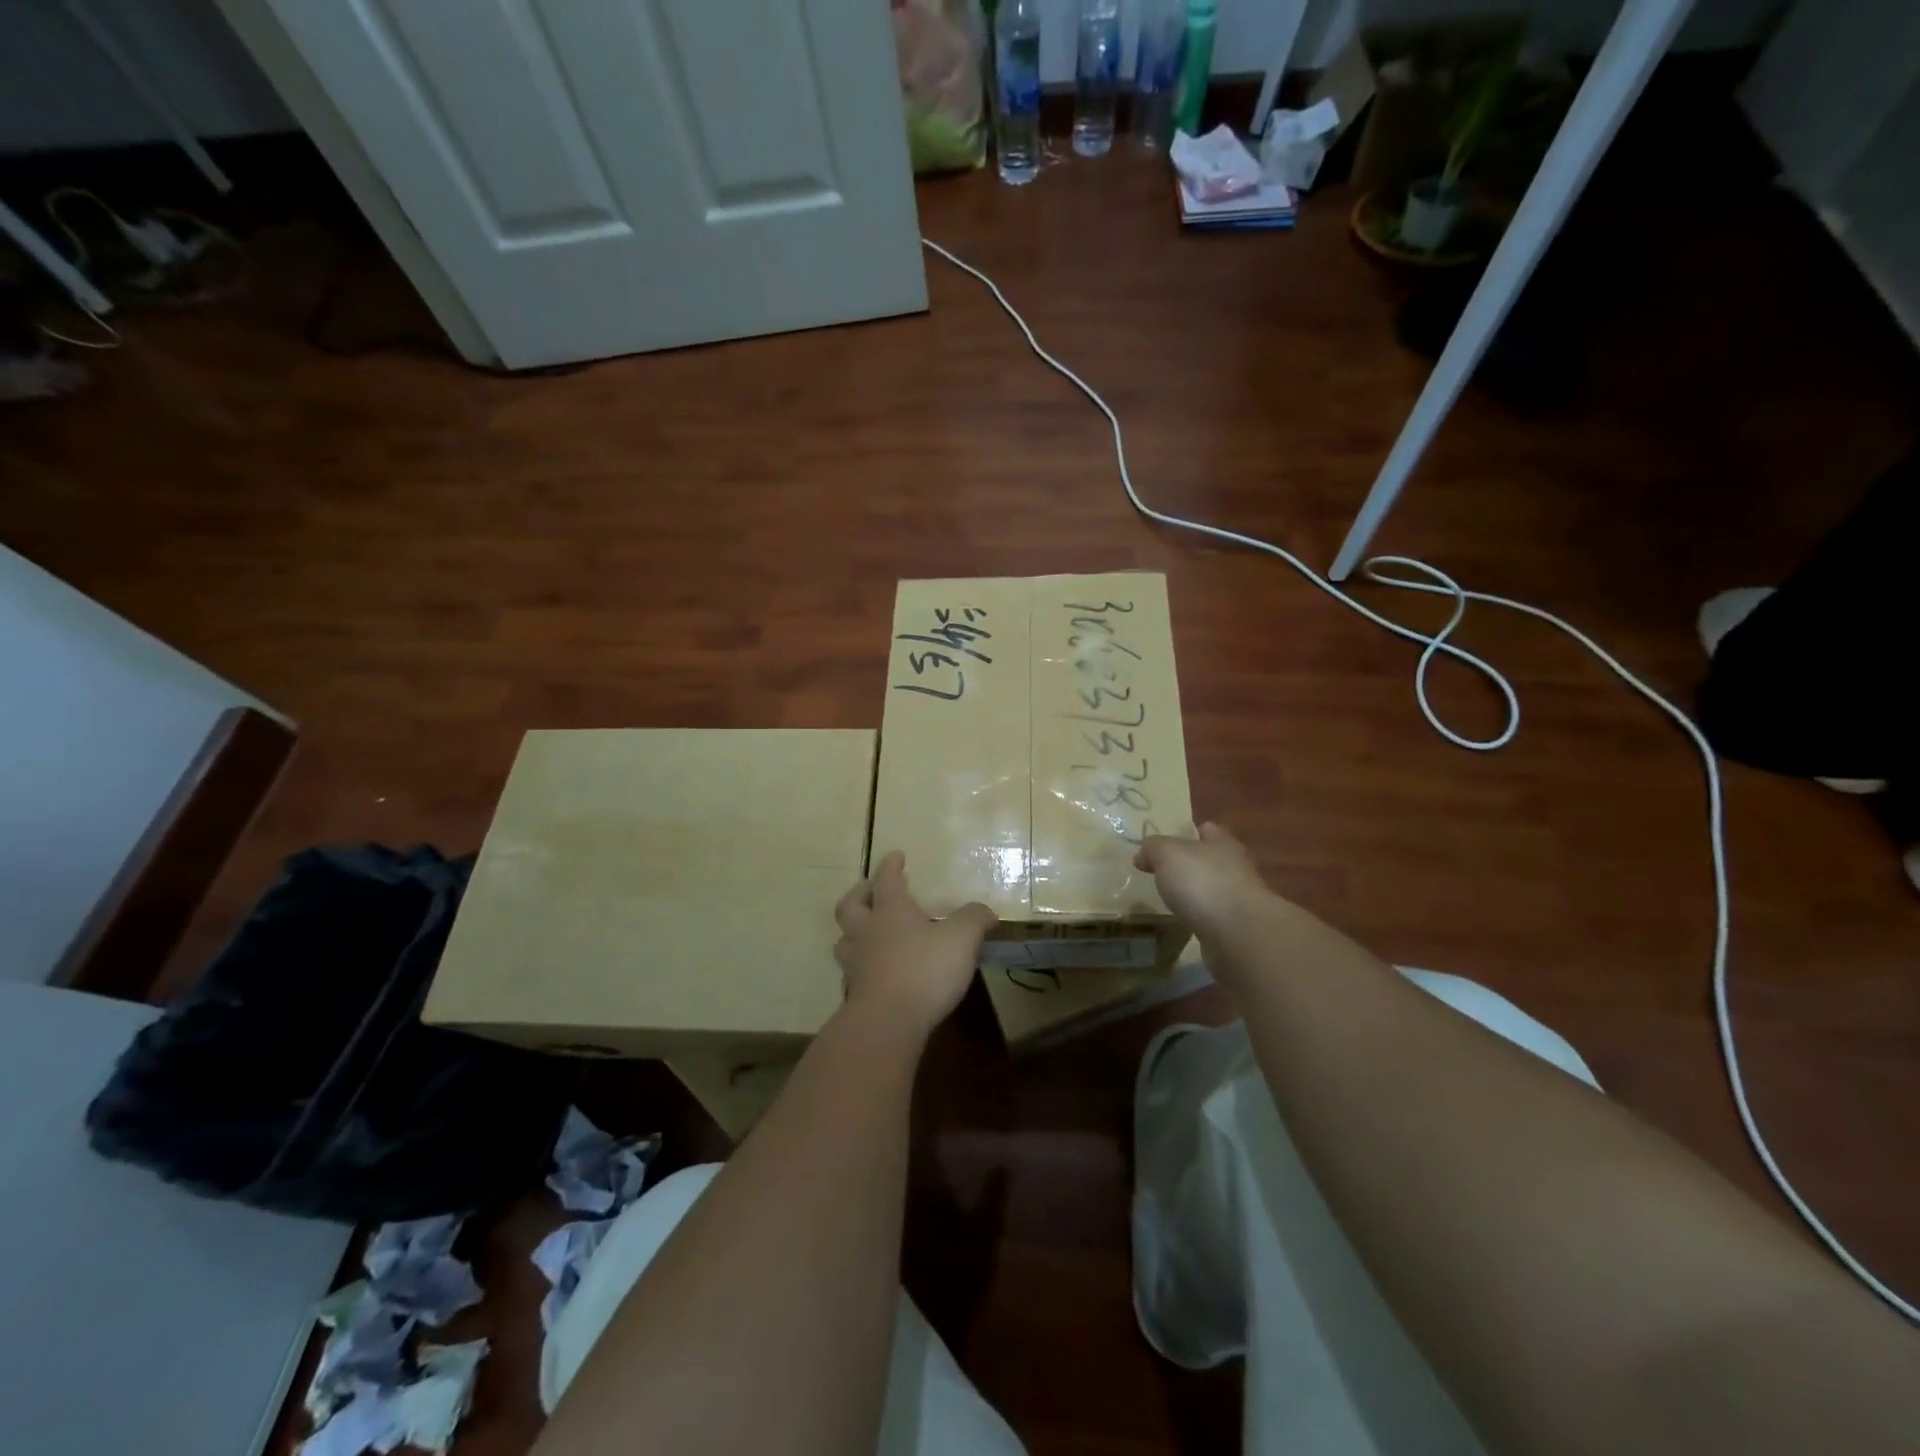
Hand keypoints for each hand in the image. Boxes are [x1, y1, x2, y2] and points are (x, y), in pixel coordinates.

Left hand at [833, 851, 996, 1038]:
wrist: (887, 1023)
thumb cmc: (924, 970)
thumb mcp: (961, 938)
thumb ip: (974, 919)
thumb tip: (985, 911)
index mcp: (890, 911)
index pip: (886, 879)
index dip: (891, 865)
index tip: (896, 856)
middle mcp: (867, 932)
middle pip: (851, 905)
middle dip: (860, 894)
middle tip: (870, 891)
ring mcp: (856, 964)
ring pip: (844, 940)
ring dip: (853, 932)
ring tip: (867, 933)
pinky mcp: (855, 994)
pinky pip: (852, 974)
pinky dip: (860, 968)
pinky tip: (874, 974)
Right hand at [1134, 822, 1272, 941]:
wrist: (1239, 935)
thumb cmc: (1203, 882)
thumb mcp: (1167, 854)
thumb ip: (1153, 848)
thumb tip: (1143, 856)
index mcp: (1223, 843)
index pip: (1206, 829)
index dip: (1186, 833)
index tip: (1164, 844)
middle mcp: (1236, 868)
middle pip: (1210, 860)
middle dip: (1190, 866)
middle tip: (1161, 873)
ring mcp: (1240, 901)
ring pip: (1212, 890)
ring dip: (1195, 895)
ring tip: (1168, 901)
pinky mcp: (1238, 929)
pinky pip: (1214, 918)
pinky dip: (1200, 919)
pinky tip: (1183, 923)